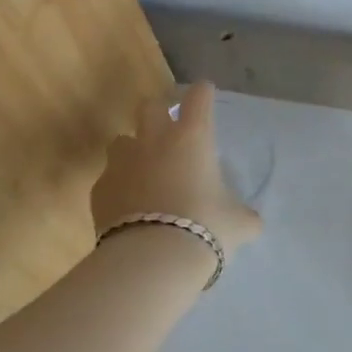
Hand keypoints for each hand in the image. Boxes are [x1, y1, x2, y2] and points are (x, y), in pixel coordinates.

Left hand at [91, 82, 262, 255]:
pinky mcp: (99, 189)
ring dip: (134, 149)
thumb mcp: (238, 224)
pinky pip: (109, 178)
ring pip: (121, 140)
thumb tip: (252, 222)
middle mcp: (154, 140)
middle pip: (150, 106)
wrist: (152, 259)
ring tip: (144, 171)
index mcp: (193, 138)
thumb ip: (244, 216)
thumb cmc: (205, 227)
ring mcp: (122, 163)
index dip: (203, 93)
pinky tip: (128, 207)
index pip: (199, 98)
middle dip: (159, 111)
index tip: (205, 94)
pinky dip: (119, 186)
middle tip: (169, 128)